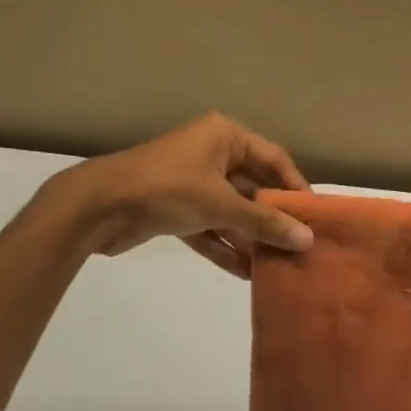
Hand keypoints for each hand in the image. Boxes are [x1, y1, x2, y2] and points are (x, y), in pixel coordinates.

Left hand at [39, 114, 313, 277]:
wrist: (95, 207)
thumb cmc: (166, 188)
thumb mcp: (220, 203)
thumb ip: (264, 222)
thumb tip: (307, 239)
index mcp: (225, 136)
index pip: (274, 159)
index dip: (296, 186)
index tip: (315, 216)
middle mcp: (212, 154)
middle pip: (254, 186)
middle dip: (273, 217)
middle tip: (300, 245)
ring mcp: (193, 182)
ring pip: (232, 211)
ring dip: (250, 236)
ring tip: (278, 265)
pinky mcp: (176, 210)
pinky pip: (210, 227)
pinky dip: (224, 246)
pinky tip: (246, 273)